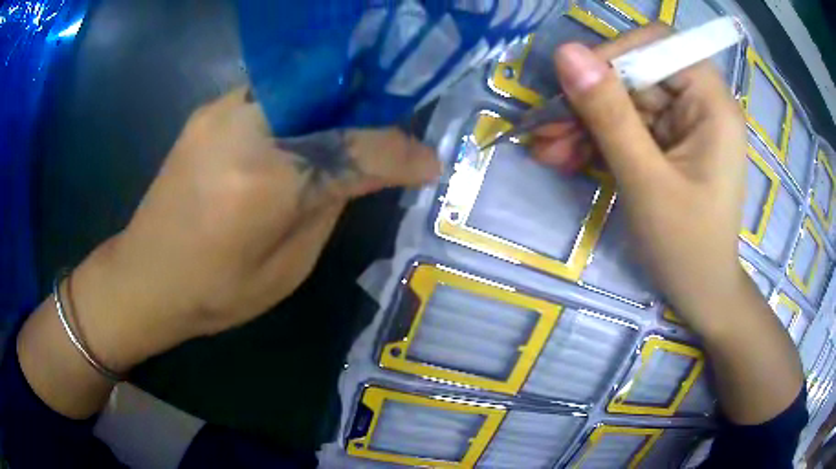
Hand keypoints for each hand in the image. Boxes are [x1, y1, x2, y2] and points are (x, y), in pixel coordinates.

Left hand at [58, 87, 440, 373]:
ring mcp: (218, 112)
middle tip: (391, 133)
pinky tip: (302, 132)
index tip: (429, 162)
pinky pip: (270, 95)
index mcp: (263, 182)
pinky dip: (299, 107)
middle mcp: (241, 129)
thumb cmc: (213, 293)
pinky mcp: (206, 111)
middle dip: (368, 109)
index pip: (354, 149)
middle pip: (327, 95)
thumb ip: (327, 209)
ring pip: (300, 87)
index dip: (400, 152)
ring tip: (351, 130)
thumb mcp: (286, 270)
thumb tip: (361, 172)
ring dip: (334, 105)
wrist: (143, 278)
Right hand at [532, 24, 803, 425]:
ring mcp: (683, 124)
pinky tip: (567, 159)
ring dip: (584, 123)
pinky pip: (626, 126)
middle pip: (635, 73)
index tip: (578, 85)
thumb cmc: (687, 248)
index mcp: (712, 104)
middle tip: (546, 128)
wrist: (702, 294)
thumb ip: (609, 114)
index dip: (616, 53)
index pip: (659, 44)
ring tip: (547, 151)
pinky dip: (596, 140)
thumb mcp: (646, 181)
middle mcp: (700, 103)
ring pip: (623, 100)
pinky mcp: (668, 143)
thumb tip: (566, 54)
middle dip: (589, 98)